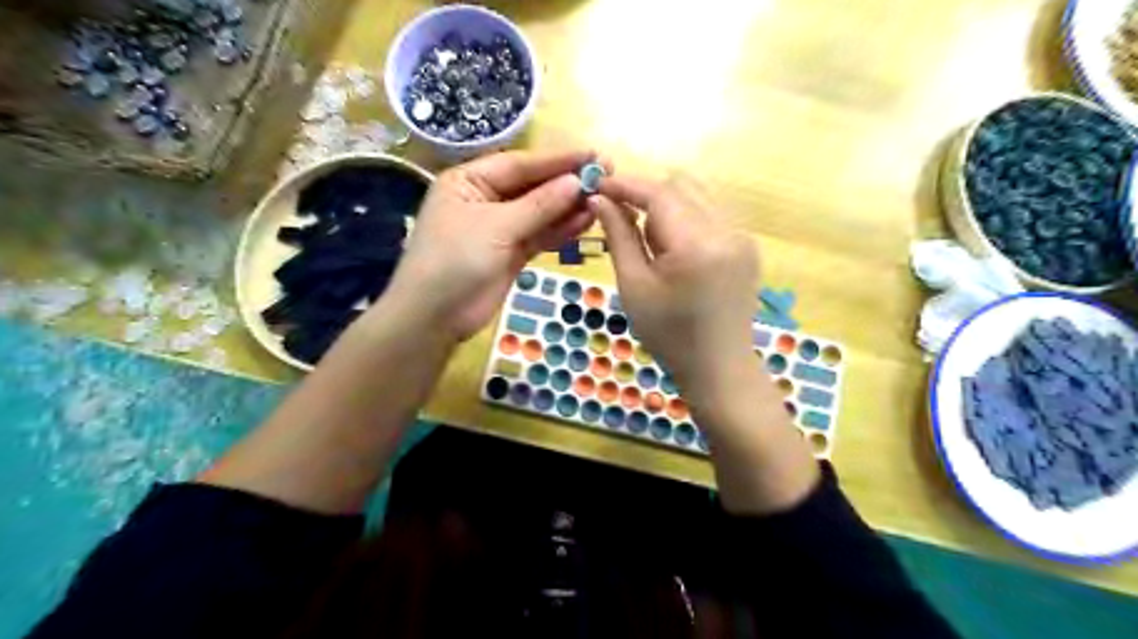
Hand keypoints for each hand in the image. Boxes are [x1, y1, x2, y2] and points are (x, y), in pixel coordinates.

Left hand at [378, 150, 599, 342]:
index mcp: (469, 181)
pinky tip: (586, 222)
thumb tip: (577, 182)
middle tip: (605, 175)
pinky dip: (561, 230)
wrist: (436, 316)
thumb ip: (540, 205)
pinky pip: (540, 235)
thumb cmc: (455, 260)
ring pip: (540, 212)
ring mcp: (500, 228)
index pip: (520, 164)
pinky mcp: (512, 252)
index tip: (592, 154)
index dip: (557, 160)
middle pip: (532, 186)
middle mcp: (485, 199)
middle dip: (566, 183)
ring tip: (602, 200)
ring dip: (568, 207)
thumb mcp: (497, 227)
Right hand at [591, 176, 757, 397]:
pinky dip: (686, 218)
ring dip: (667, 205)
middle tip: (621, 221)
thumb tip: (599, 198)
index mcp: (697, 245)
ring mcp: (742, 236)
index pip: (659, 193)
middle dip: (646, 194)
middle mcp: (727, 230)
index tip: (597, 185)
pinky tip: (674, 251)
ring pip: (698, 195)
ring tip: (649, 242)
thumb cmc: (668, 335)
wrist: (718, 368)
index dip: (626, 184)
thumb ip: (619, 236)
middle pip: (682, 185)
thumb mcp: (634, 287)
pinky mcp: (747, 245)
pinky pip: (711, 213)